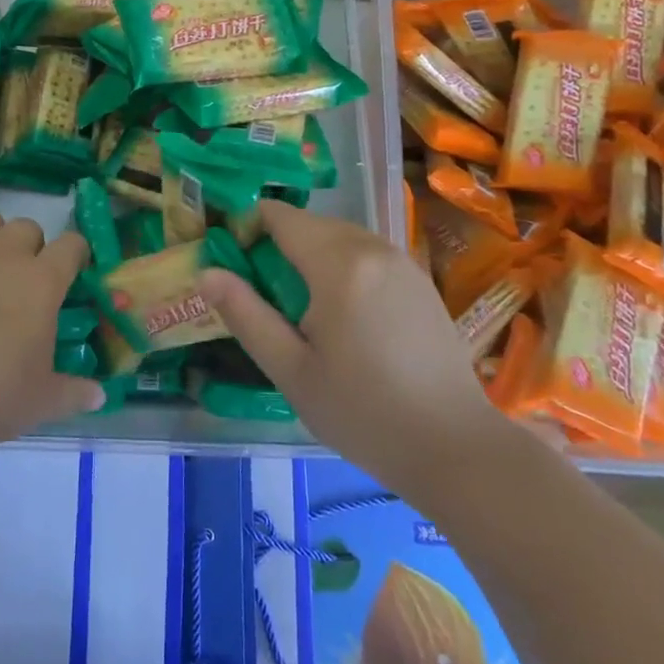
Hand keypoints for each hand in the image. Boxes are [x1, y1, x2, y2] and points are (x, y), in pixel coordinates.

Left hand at [0, 210, 104, 452]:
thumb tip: (100, 397)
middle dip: (32, 247)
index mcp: (43, 281)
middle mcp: (7, 254)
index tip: (73, 274)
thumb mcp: (42, 401)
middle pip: (29, 227)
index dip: (76, 256)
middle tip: (24, 281)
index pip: (72, 245)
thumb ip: (75, 393)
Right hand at [199, 202, 508, 483]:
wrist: (457, 447)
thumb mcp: (291, 370)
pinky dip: (341, 264)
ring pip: (339, 235)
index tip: (234, 263)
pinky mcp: (419, 278)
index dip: (248, 227)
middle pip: (309, 223)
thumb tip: (206, 274)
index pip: (280, 216)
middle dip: (278, 244)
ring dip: (310, 254)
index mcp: (338, 264)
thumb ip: (246, 315)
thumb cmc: (364, 413)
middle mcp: (372, 247)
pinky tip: (342, 314)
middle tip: (263, 294)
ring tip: (300, 307)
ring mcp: (402, 260)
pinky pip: (366, 252)